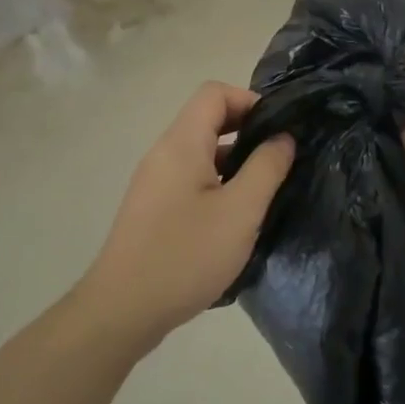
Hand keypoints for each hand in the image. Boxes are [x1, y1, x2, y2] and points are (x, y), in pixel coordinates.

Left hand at [76, 82, 295, 348]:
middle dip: (247, 131)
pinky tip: (235, 218)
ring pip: (200, 152)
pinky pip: (190, 178)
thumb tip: (282, 137)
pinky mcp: (152, 208)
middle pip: (207, 120)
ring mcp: (154, 182)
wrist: (122, 310)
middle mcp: (163, 153)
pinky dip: (217, 183)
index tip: (279, 130)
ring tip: (264, 191)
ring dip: (234, 161)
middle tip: (279, 160)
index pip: (214, 93)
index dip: (250, 100)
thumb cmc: (186, 255)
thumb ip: (266, 168)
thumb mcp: (241, 211)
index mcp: (182, 143)